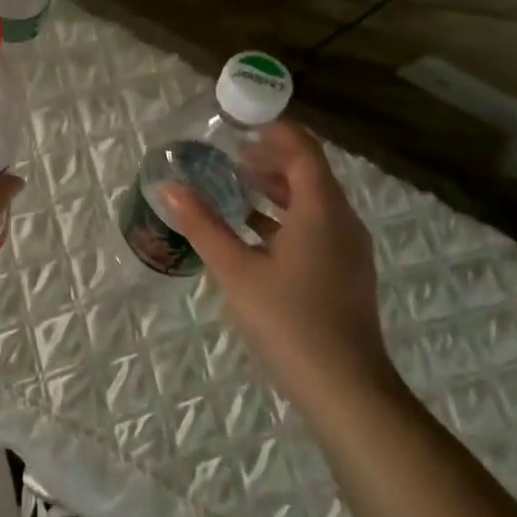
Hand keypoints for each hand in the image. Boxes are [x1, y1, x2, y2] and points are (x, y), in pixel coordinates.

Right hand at [159, 121, 399, 412]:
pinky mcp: (345, 273)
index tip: (240, 124)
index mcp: (321, 211)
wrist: (347, 392)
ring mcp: (348, 250)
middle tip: (228, 155)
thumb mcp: (235, 270)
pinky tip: (252, 232)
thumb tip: (168, 186)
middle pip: (309, 173)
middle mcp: (342, 222)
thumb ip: (201, 224)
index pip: (304, 151)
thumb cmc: (289, 321)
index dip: (276, 131)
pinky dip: (285, 216)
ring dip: (276, 188)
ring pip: (313, 202)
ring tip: (235, 186)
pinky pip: (316, 226)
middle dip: (270, 159)